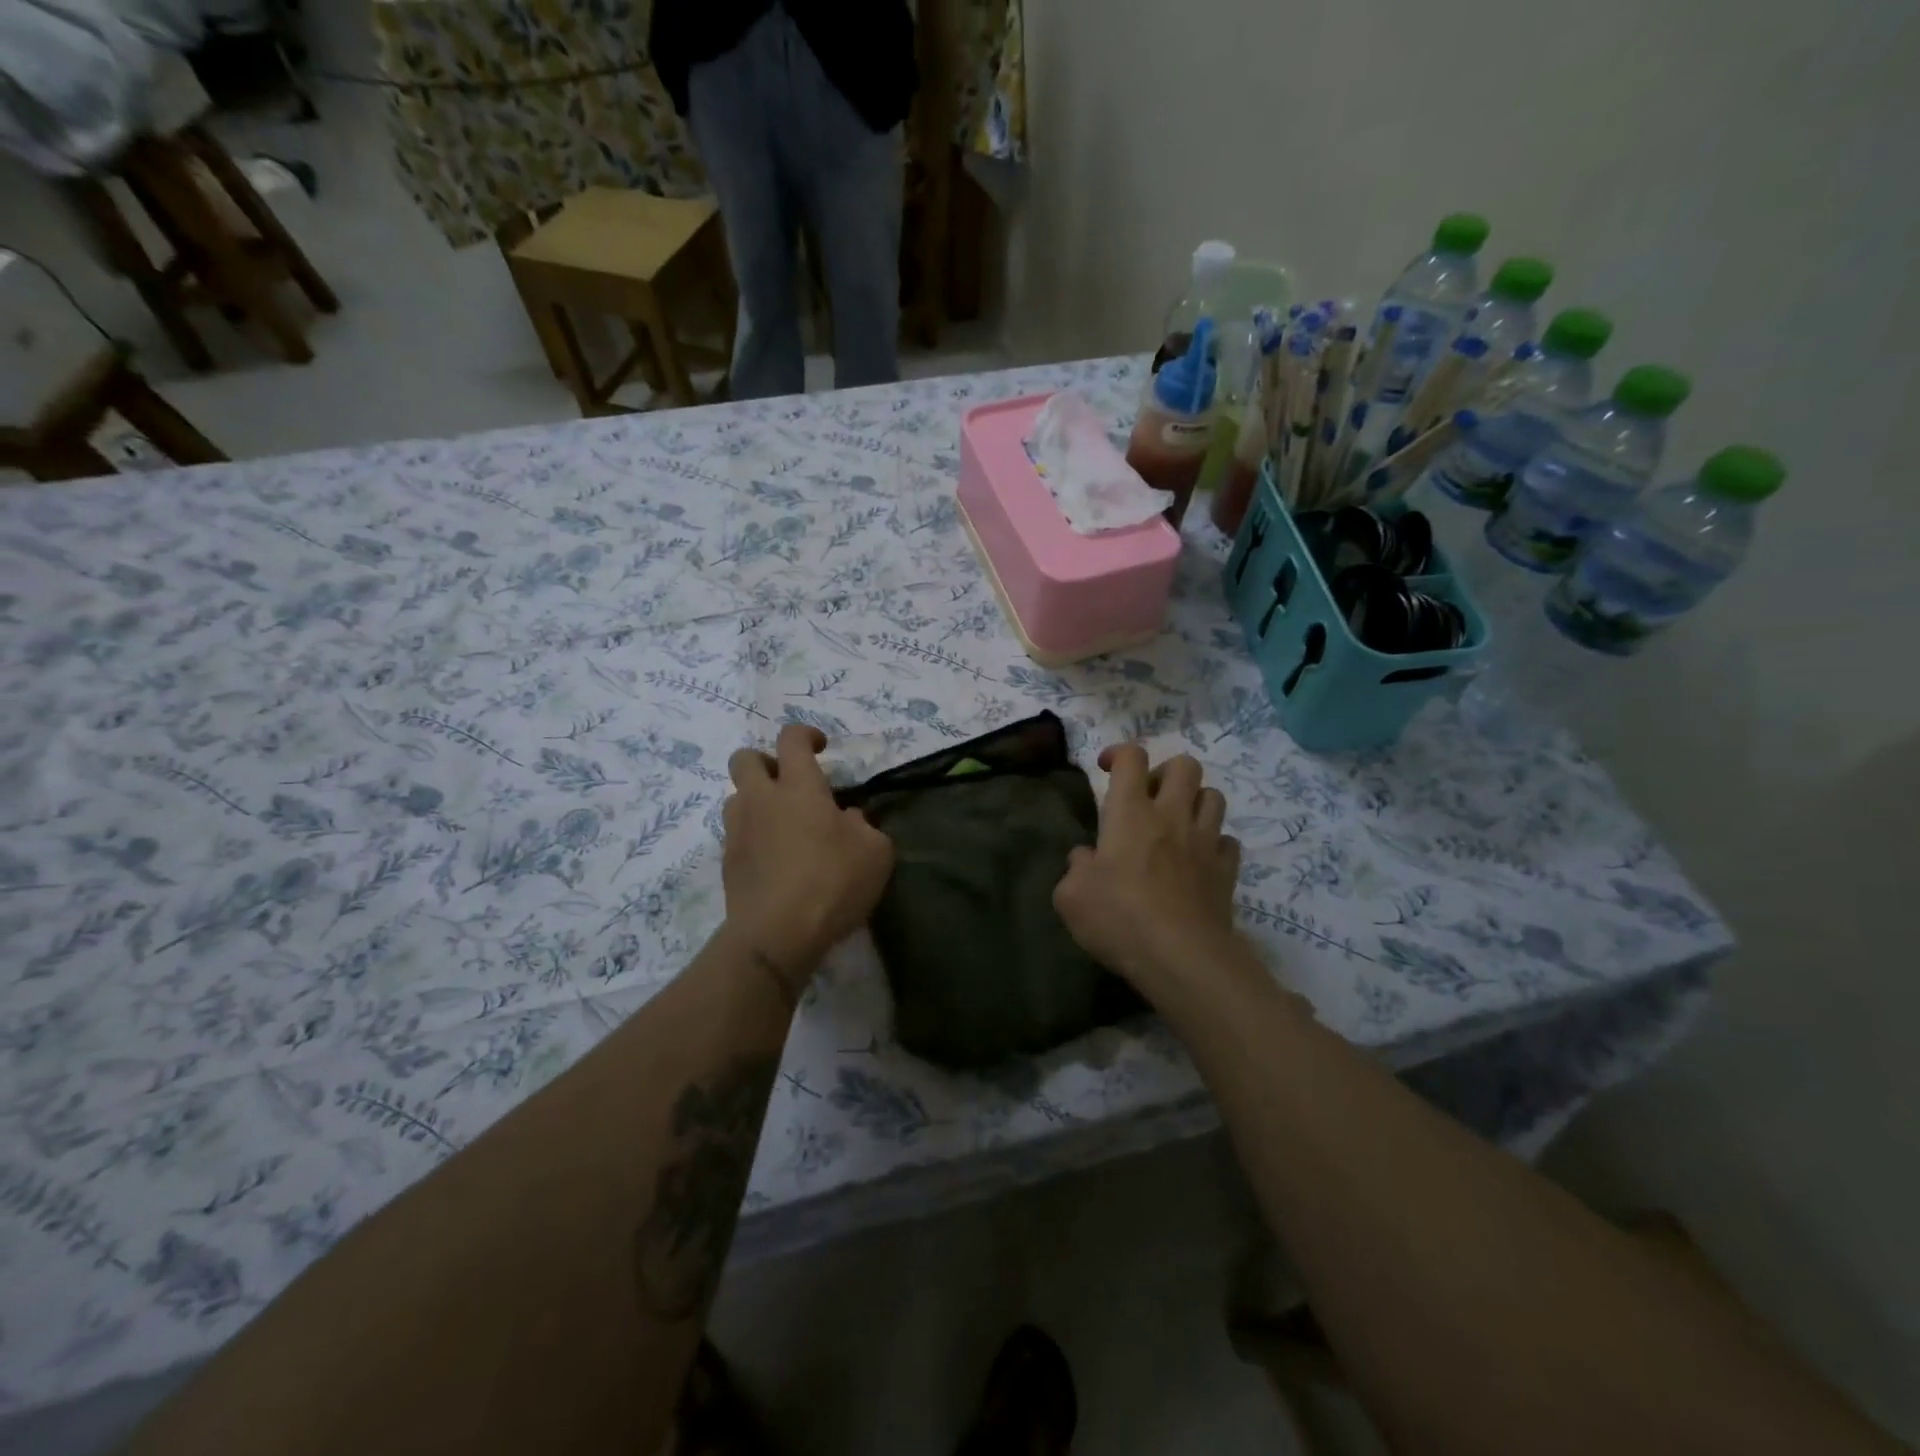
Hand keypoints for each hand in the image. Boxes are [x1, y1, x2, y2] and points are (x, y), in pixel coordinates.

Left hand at [722, 725, 894, 980]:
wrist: (776, 935)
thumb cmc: (833, 883)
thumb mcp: (875, 852)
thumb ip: (863, 826)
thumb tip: (847, 819)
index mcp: (799, 787)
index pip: (791, 739)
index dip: (806, 734)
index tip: (821, 748)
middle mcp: (761, 800)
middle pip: (745, 758)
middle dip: (766, 761)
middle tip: (790, 784)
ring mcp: (738, 831)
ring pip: (735, 796)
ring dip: (756, 800)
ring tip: (783, 825)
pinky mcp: (727, 863)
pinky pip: (737, 834)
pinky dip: (754, 836)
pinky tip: (775, 860)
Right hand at [1053, 745, 1241, 997]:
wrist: (1181, 957)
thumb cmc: (1118, 918)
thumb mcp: (1071, 896)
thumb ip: (1075, 868)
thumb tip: (1085, 858)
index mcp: (1130, 813)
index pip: (1131, 757)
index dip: (1119, 753)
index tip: (1107, 768)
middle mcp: (1171, 816)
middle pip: (1184, 765)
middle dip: (1165, 772)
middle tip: (1148, 797)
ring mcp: (1204, 842)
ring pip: (1214, 796)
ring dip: (1195, 802)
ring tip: (1177, 824)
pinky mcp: (1227, 871)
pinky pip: (1228, 841)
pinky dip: (1214, 843)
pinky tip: (1199, 860)